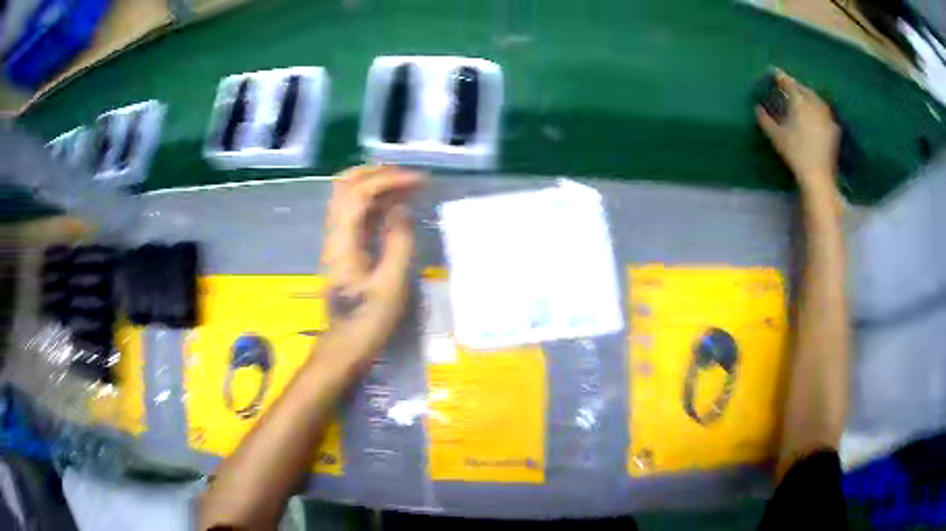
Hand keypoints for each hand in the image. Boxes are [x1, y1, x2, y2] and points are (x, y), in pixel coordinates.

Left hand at [322, 165, 424, 363]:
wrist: (345, 347)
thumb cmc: (368, 321)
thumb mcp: (390, 285)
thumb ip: (397, 242)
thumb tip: (401, 208)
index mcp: (342, 242)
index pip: (358, 194)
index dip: (388, 180)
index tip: (418, 181)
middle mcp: (334, 235)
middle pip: (345, 186)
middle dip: (376, 173)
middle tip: (407, 176)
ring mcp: (336, 241)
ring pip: (348, 198)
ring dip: (375, 184)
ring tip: (405, 186)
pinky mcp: (343, 250)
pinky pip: (355, 214)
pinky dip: (374, 202)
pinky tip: (394, 207)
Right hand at [756, 70, 839, 193]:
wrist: (818, 176)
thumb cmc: (795, 154)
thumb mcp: (776, 137)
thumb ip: (765, 120)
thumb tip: (757, 108)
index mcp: (799, 102)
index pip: (788, 83)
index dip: (780, 76)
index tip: (774, 72)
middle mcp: (813, 104)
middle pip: (804, 89)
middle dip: (796, 85)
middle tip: (789, 85)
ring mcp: (826, 116)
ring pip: (816, 98)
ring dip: (809, 95)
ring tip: (804, 97)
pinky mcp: (833, 129)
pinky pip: (825, 112)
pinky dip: (819, 109)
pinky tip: (818, 113)